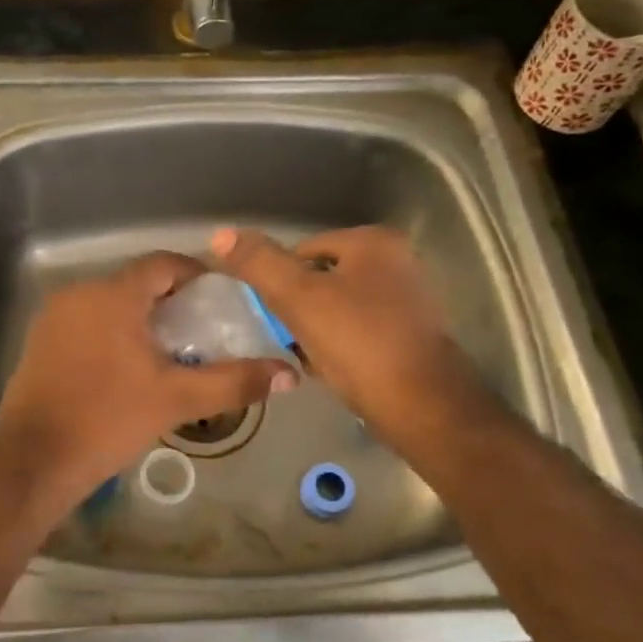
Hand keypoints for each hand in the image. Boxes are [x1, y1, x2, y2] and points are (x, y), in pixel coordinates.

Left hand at [0, 253, 296, 515]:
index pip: (162, 264)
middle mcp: (79, 294)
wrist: (33, 460)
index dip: (195, 274)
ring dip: (140, 318)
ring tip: (169, 352)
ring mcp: (54, 318)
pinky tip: (126, 367)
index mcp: (113, 295)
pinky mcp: (39, 342)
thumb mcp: (177, 400)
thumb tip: (288, 373)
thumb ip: (234, 382)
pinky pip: (86, 323)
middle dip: (170, 301)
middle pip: (135, 283)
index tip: (219, 298)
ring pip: (109, 304)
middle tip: (200, 331)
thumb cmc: (108, 420)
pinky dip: (112, 332)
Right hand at [211, 225, 498, 442]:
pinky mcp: (411, 335)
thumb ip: (260, 264)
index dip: (279, 281)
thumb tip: (220, 233)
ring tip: (304, 356)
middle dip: (299, 307)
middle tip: (284, 336)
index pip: (304, 249)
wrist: (422, 408)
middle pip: (322, 278)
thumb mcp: (299, 298)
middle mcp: (397, 262)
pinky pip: (359, 331)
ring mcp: (408, 299)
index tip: (269, 314)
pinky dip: (339, 345)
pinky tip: (328, 369)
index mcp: (374, 243)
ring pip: (339, 307)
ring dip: (316, 328)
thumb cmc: (359, 344)